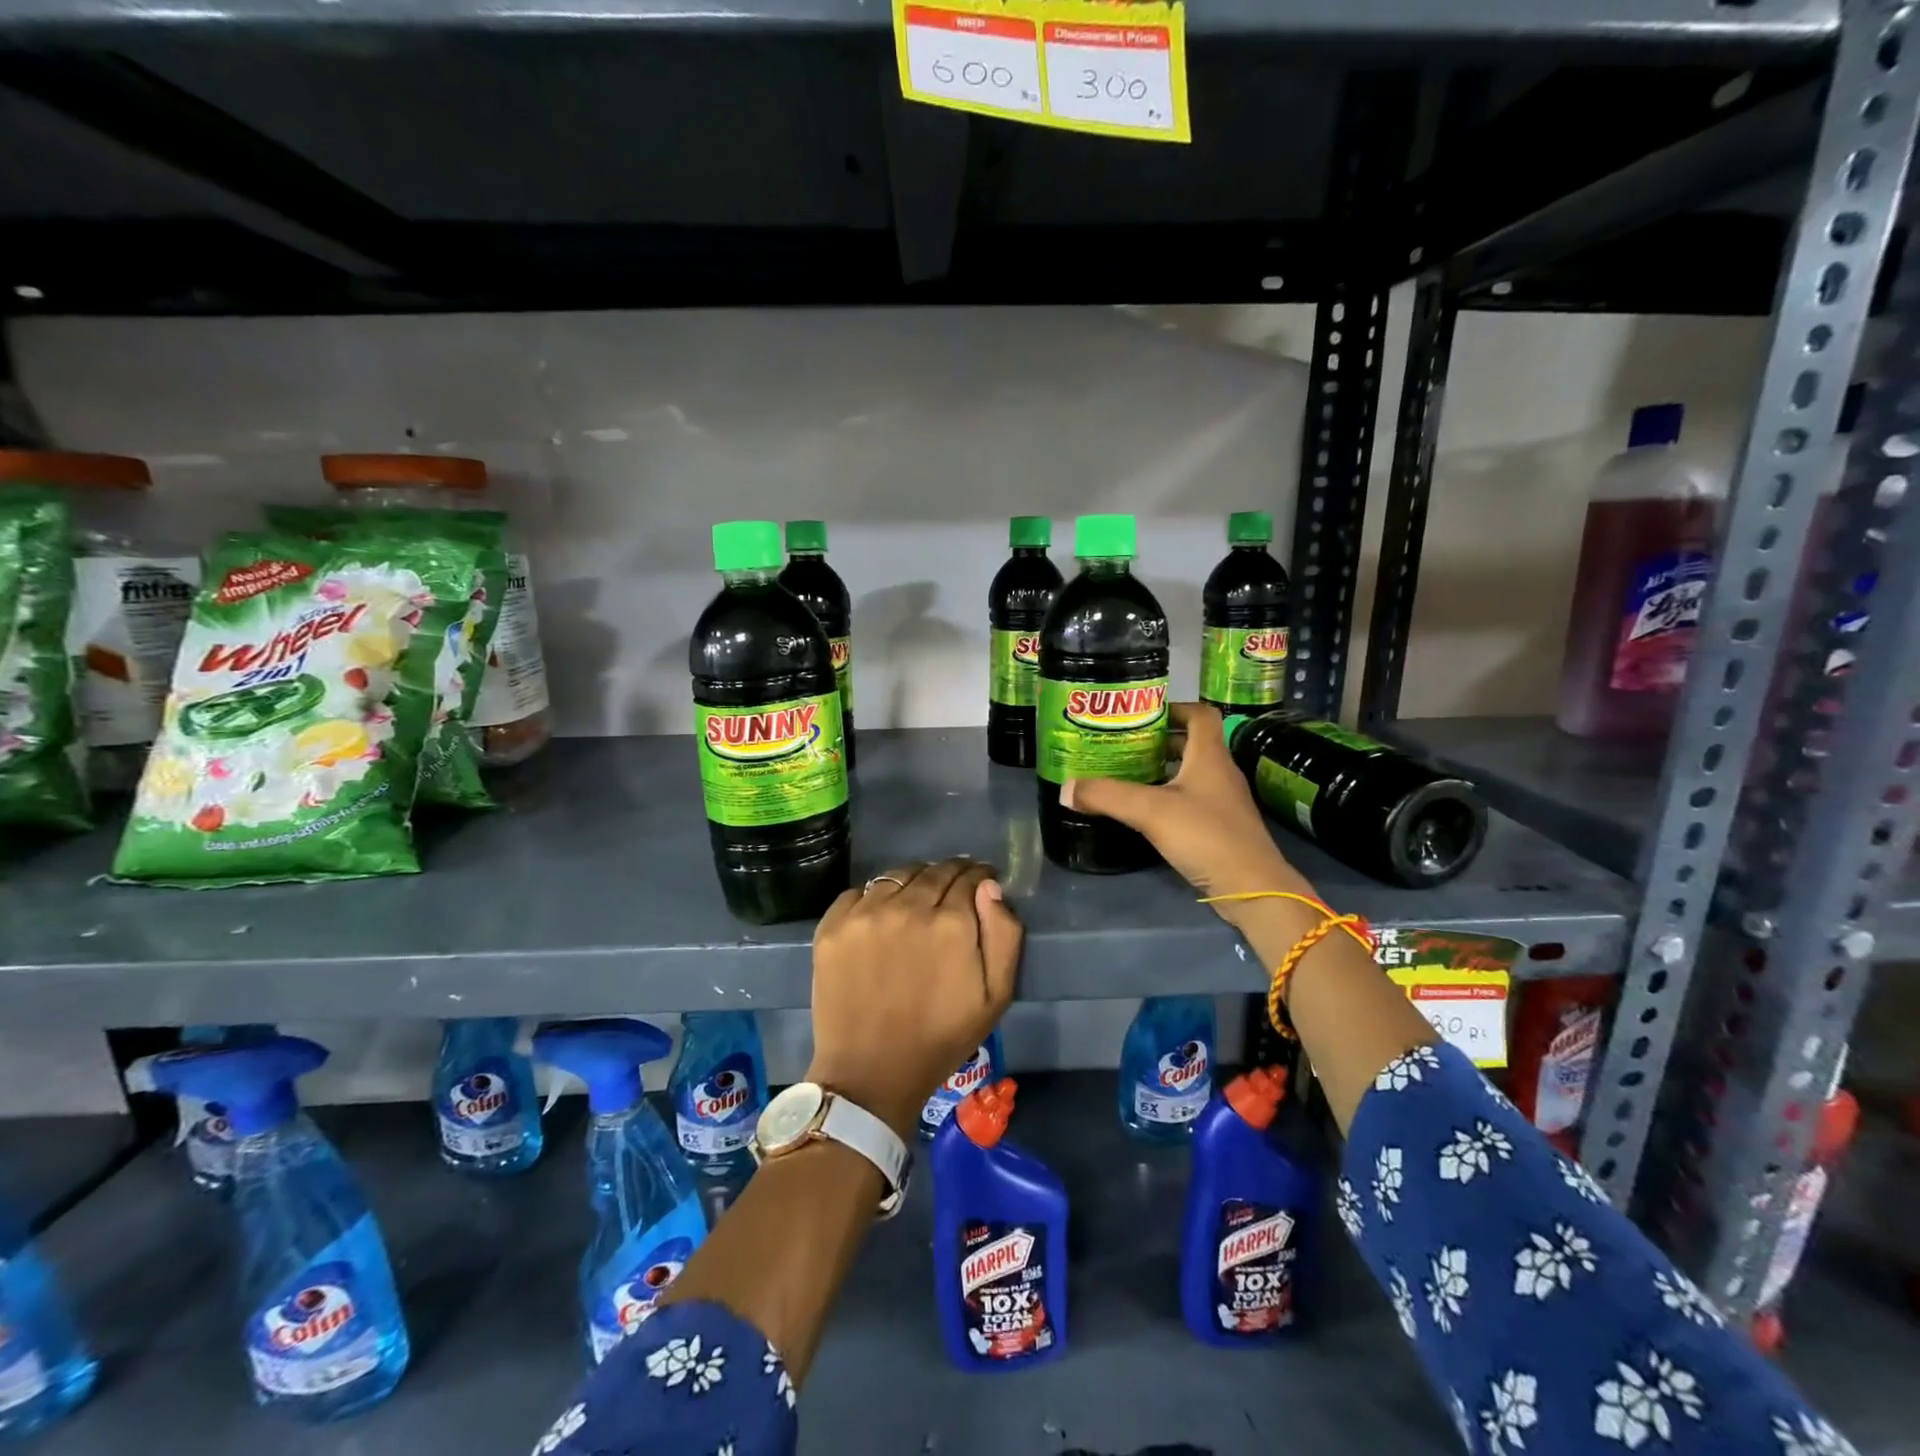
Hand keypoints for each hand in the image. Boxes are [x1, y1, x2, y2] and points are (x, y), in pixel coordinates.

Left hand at [806, 859, 1022, 1139]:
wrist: (870, 1072)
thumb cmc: (941, 1038)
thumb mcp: (996, 996)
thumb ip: (1004, 934)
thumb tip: (990, 887)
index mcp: (951, 922)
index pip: (969, 877)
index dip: (979, 878)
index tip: (980, 885)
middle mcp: (908, 906)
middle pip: (934, 871)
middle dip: (950, 875)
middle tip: (952, 892)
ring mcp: (865, 913)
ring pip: (897, 876)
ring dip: (913, 882)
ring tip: (916, 902)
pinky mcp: (833, 925)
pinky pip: (860, 891)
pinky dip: (875, 897)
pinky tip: (881, 917)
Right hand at [1061, 703, 1311, 931]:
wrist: (1252, 889)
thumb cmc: (1206, 836)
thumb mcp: (1150, 811)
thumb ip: (1108, 796)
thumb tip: (1066, 788)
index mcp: (1210, 756)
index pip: (1200, 714)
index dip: (1173, 708)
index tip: (1141, 715)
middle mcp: (1220, 772)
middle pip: (1192, 743)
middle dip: (1158, 741)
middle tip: (1123, 745)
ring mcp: (1223, 801)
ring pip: (1190, 773)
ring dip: (1162, 770)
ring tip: (1127, 774)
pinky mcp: (1220, 827)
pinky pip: (1191, 799)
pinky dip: (1168, 797)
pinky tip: (1145, 811)